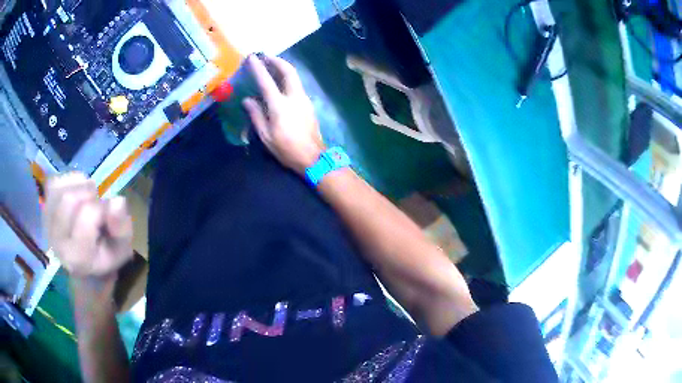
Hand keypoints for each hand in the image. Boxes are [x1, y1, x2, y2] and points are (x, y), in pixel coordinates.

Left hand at [44, 172, 132, 279]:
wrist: (82, 261)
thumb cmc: (103, 254)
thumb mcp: (121, 249)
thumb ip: (122, 228)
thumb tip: (117, 201)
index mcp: (77, 257)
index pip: (88, 214)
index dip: (103, 208)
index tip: (108, 217)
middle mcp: (56, 241)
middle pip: (70, 199)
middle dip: (88, 195)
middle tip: (96, 206)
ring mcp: (46, 223)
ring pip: (62, 188)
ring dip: (79, 187)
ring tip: (87, 201)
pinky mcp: (43, 207)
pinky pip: (56, 181)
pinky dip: (69, 183)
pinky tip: (76, 194)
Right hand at [242, 55, 325, 174]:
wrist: (313, 157)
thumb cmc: (286, 148)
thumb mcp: (266, 135)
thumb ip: (256, 115)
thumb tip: (247, 100)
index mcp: (280, 105)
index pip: (266, 81)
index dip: (258, 68)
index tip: (252, 57)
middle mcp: (294, 97)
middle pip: (288, 71)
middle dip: (277, 61)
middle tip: (266, 56)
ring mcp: (304, 99)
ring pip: (295, 77)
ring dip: (284, 68)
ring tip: (272, 66)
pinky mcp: (309, 104)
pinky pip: (297, 86)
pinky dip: (288, 79)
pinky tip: (281, 83)